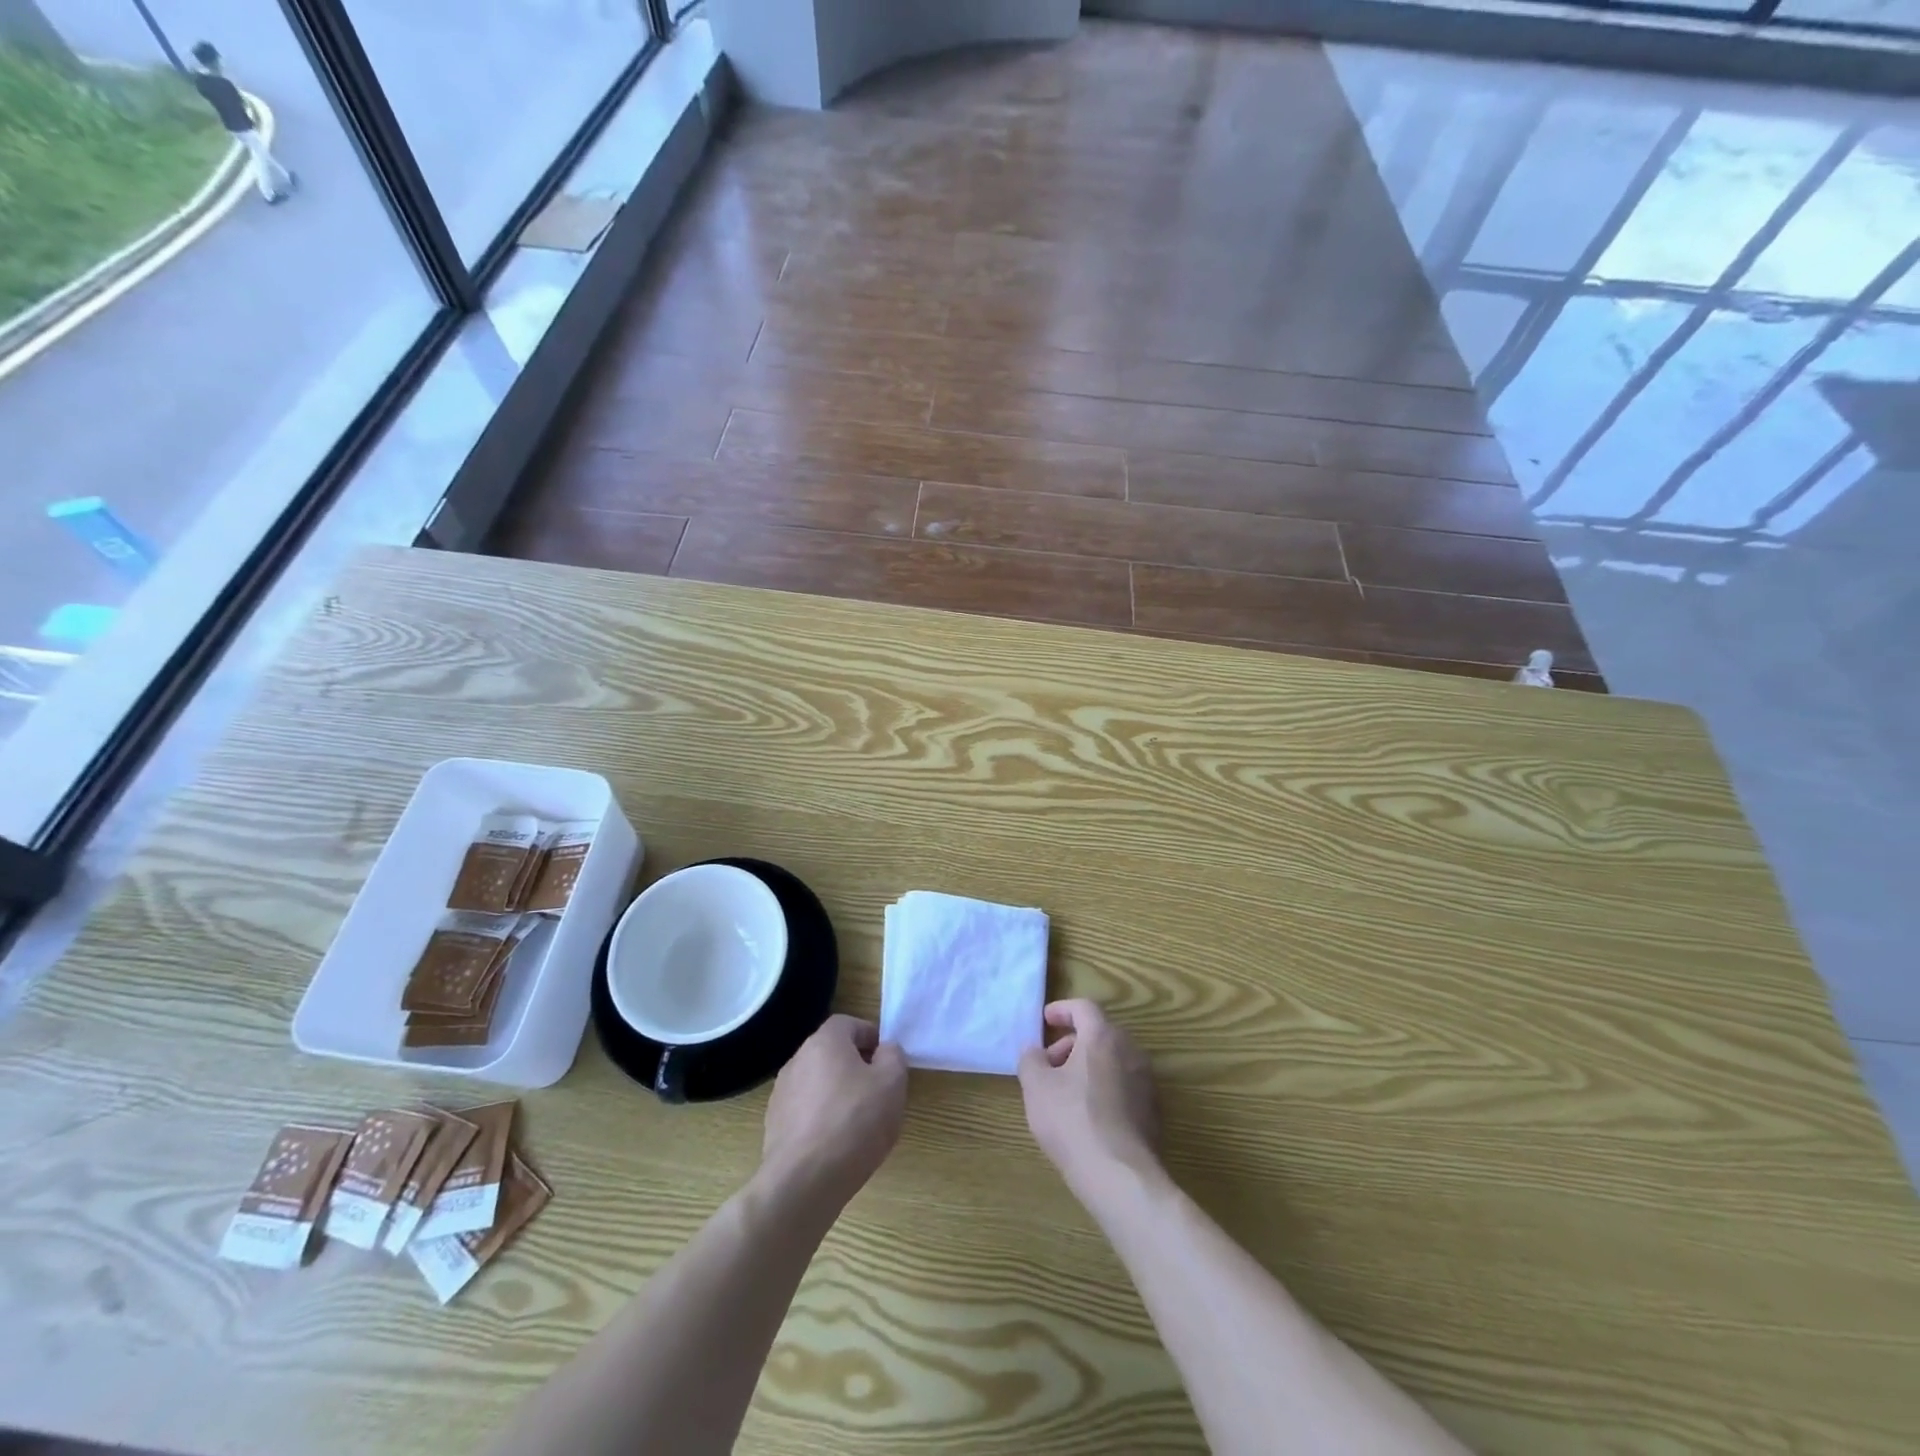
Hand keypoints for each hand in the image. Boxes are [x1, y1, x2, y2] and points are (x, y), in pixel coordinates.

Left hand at [761, 1015, 907, 1210]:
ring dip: (836, 1094)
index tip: (886, 1061)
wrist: (803, 1182)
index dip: (870, 1037)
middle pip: (831, 1053)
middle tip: (876, 1092)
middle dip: (855, 1067)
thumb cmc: (854, 1122)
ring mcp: (781, 1094)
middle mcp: (797, 1060)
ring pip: (817, 1083)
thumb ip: (893, 1056)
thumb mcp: (892, 1083)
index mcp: (824, 1042)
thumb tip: (884, 1051)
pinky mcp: (774, 1126)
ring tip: (857, 1123)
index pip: (848, 1024)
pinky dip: (820, 1119)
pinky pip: (804, 1112)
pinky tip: (835, 1145)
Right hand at [1018, 999, 1162, 1207]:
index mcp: (1103, 1037)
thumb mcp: (1036, 1087)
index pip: (1084, 1008)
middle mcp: (1130, 1051)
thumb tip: (1034, 1051)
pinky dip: (1104, 1087)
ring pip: (1112, 1060)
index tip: (1045, 1020)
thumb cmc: (1072, 1120)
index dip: (1062, 1010)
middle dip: (1071, 1043)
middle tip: (1049, 1063)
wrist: (1120, 1176)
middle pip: (1099, 1033)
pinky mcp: (1153, 1110)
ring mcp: (1146, 1081)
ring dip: (1087, 1066)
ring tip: (1065, 1092)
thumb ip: (1031, 1059)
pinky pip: (1123, 1084)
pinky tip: (1087, 1115)